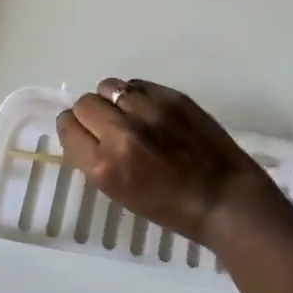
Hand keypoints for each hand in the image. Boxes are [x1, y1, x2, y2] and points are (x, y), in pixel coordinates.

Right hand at [56, 79, 279, 246]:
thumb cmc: (171, 208)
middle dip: (91, 112)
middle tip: (107, 124)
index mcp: (103, 166)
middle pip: (85, 103)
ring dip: (113, 99)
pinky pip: (138, 84)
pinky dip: (137, 94)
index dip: (73, 127)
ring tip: (129, 113)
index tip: (82, 131)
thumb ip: (99, 160)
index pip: (68, 127)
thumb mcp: (121, 192)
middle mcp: (120, 133)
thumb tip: (87, 132)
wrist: (223, 198)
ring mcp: (147, 110)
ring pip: (110, 86)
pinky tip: (150, 110)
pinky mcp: (171, 96)